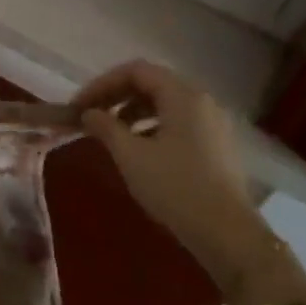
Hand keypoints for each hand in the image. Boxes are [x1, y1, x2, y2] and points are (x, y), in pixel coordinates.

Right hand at [73, 61, 266, 272]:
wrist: (227, 233)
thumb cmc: (175, 188)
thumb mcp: (131, 156)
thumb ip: (105, 127)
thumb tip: (88, 113)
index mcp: (183, 95)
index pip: (136, 71)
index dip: (101, 84)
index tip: (78, 106)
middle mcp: (202, 100)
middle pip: (152, 83)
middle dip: (116, 96)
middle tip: (89, 117)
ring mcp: (212, 122)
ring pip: (165, 103)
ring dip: (132, 112)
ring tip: (109, 134)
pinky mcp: (216, 144)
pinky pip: (177, 121)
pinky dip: (151, 126)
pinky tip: (137, 150)